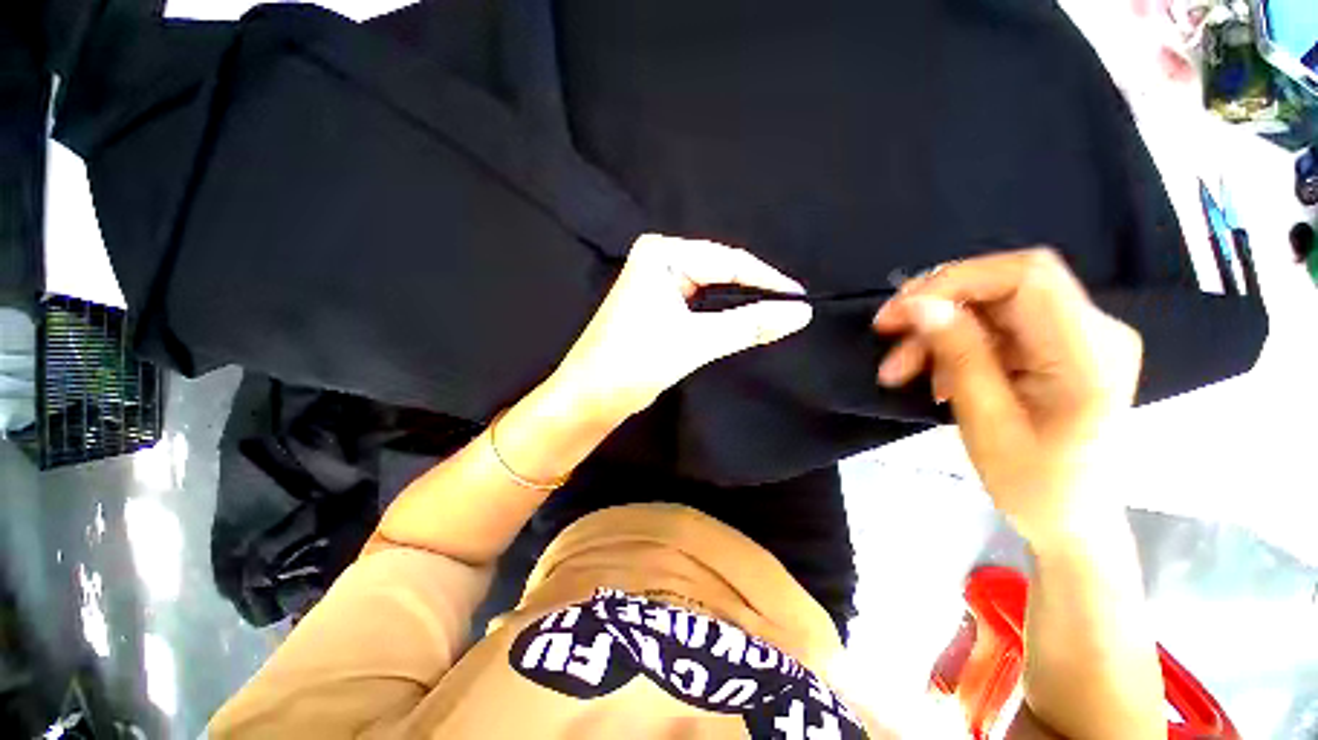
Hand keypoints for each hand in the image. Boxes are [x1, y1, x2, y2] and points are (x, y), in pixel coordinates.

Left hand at [553, 234, 812, 420]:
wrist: (590, 395)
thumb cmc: (635, 362)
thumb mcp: (696, 341)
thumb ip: (749, 325)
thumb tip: (801, 313)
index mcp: (662, 254)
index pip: (728, 261)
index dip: (767, 280)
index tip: (801, 300)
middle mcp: (659, 260)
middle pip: (720, 272)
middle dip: (753, 292)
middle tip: (791, 311)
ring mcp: (656, 282)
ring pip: (710, 290)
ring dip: (738, 305)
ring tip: (774, 317)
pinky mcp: (657, 304)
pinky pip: (698, 303)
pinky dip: (720, 315)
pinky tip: (741, 323)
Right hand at [872, 249, 1142, 547]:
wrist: (1071, 518)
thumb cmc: (1034, 485)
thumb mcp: (987, 423)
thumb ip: (960, 355)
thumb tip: (921, 304)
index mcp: (1090, 353)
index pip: (1027, 276)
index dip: (957, 280)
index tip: (902, 311)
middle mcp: (1095, 330)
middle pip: (1006, 285)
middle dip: (938, 303)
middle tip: (888, 331)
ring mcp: (1078, 336)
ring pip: (992, 306)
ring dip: (939, 330)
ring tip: (900, 368)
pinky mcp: (1058, 347)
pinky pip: (996, 327)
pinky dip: (955, 344)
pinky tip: (933, 374)